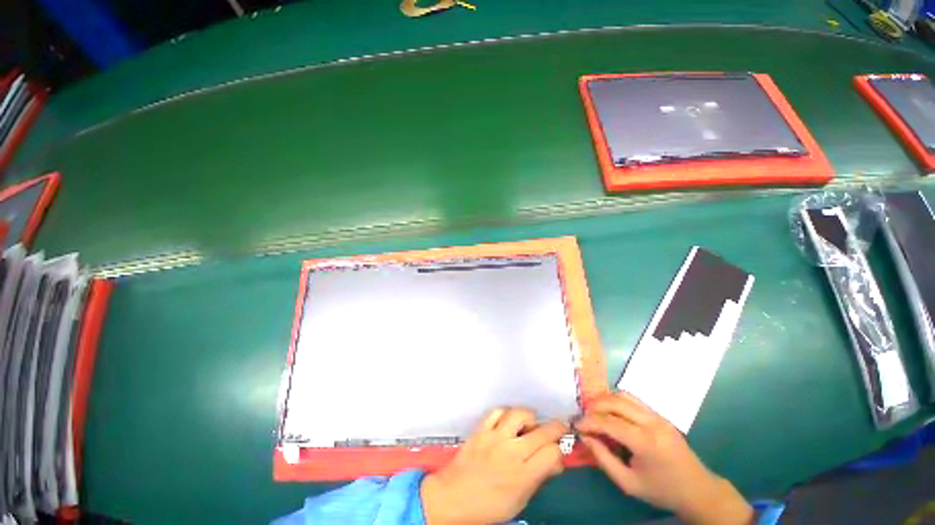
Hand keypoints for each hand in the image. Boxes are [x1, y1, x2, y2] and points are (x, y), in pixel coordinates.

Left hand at [421, 408, 567, 524]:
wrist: (453, 498)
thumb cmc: (489, 506)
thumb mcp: (520, 500)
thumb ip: (538, 478)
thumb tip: (554, 462)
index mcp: (523, 475)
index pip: (552, 453)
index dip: (558, 451)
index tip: (556, 452)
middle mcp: (512, 452)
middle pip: (542, 432)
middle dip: (556, 428)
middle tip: (558, 428)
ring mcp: (495, 437)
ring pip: (519, 414)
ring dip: (529, 417)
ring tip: (530, 424)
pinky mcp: (481, 429)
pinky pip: (497, 411)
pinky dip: (505, 414)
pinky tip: (507, 421)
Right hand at [576, 392, 752, 524]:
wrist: (698, 490)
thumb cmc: (662, 490)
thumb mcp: (629, 483)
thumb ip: (604, 459)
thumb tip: (585, 438)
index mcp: (645, 442)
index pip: (609, 422)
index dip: (589, 422)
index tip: (576, 425)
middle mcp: (651, 423)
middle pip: (615, 402)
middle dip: (594, 406)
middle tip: (584, 417)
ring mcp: (658, 416)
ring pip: (624, 396)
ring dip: (605, 400)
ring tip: (594, 411)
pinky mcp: (660, 415)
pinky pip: (633, 400)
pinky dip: (617, 401)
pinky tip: (611, 412)